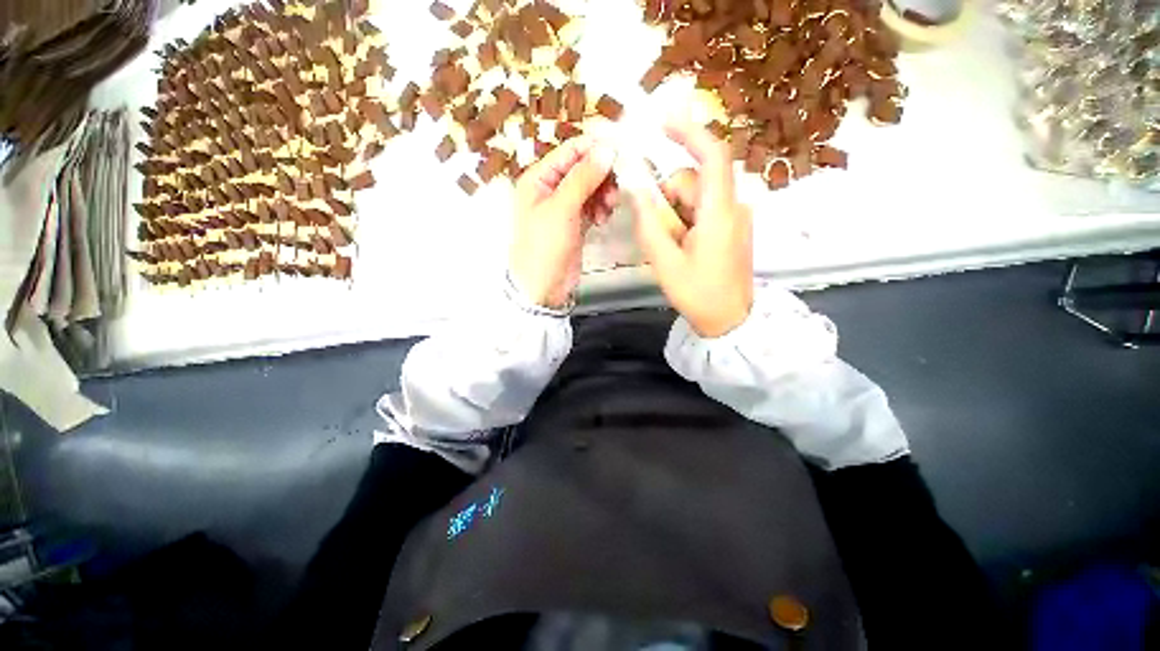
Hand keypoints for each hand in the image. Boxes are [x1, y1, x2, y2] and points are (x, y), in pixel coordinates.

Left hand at [511, 133, 617, 308]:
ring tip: (609, 208)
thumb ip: (583, 177)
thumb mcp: (561, 209)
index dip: (595, 149)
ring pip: (591, 188)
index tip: (621, 152)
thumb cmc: (545, 246)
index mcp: (538, 178)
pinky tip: (603, 219)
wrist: (543, 288)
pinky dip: (600, 208)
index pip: (570, 151)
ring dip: (604, 193)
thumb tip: (607, 148)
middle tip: (616, 188)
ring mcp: (564, 207)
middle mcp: (551, 189)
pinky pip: (593, 206)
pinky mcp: (576, 223)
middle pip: (583, 169)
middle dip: (602, 176)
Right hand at [625, 120, 752, 337]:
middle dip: (669, 199)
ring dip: (676, 214)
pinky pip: (703, 210)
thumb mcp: (664, 261)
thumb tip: (636, 187)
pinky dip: (686, 221)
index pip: (713, 156)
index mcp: (719, 213)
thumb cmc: (697, 293)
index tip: (663, 123)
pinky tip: (685, 247)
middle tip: (662, 235)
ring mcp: (735, 217)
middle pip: (694, 181)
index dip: (690, 133)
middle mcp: (733, 207)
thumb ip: (648, 222)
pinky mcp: (733, 227)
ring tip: (674, 248)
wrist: (728, 319)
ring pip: (696, 197)